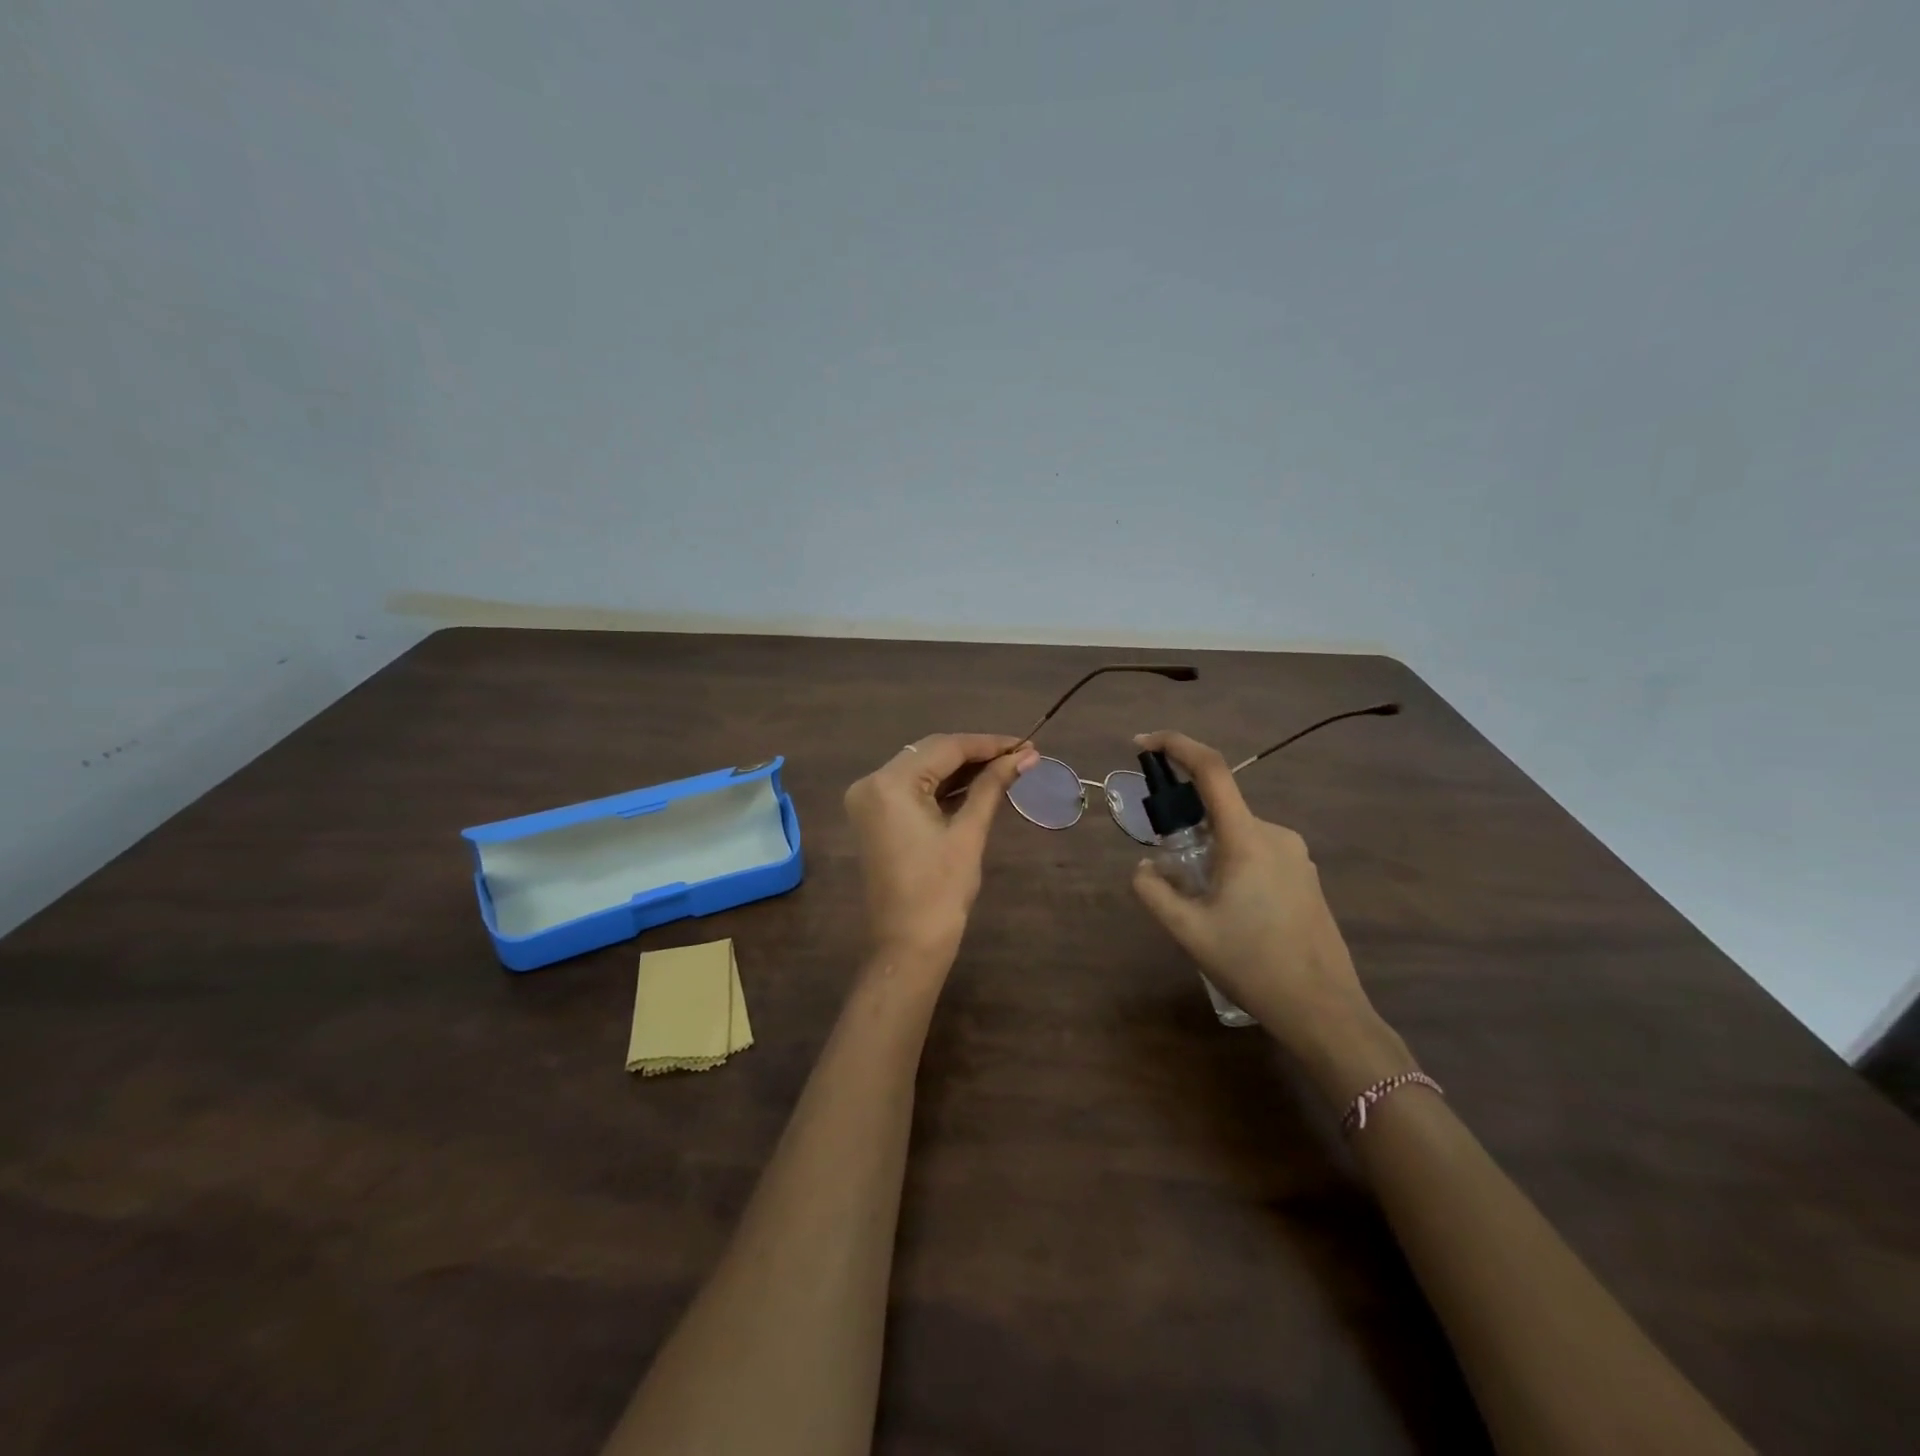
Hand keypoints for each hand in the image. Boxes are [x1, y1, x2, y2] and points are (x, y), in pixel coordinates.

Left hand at [844, 733, 1039, 972]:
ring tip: (1006, 767)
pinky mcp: (876, 817)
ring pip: (922, 769)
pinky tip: (977, 785)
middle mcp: (871, 783)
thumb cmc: (940, 891)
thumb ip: (992, 786)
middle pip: (930, 754)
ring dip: (961, 769)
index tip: (1026, 743)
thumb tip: (1026, 756)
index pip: (944, 748)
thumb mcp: (969, 833)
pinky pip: (912, 790)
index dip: (988, 743)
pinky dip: (943, 786)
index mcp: (889, 783)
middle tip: (1020, 755)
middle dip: (976, 754)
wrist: (907, 946)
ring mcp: (869, 800)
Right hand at [1129, 730, 1413, 1101]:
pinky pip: (1257, 852)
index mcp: (1247, 838)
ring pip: (1237, 835)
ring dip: (1209, 852)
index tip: (1142, 744)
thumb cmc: (1253, 965)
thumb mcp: (1188, 931)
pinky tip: (1231, 912)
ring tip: (1201, 904)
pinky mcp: (1305, 875)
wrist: (1324, 1011)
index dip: (1175, 746)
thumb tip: (1145, 868)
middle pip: (1219, 809)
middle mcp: (1276, 834)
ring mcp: (1296, 855)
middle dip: (1186, 826)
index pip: (1211, 770)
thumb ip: (1153, 891)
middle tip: (1169, 869)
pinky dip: (1231, 864)